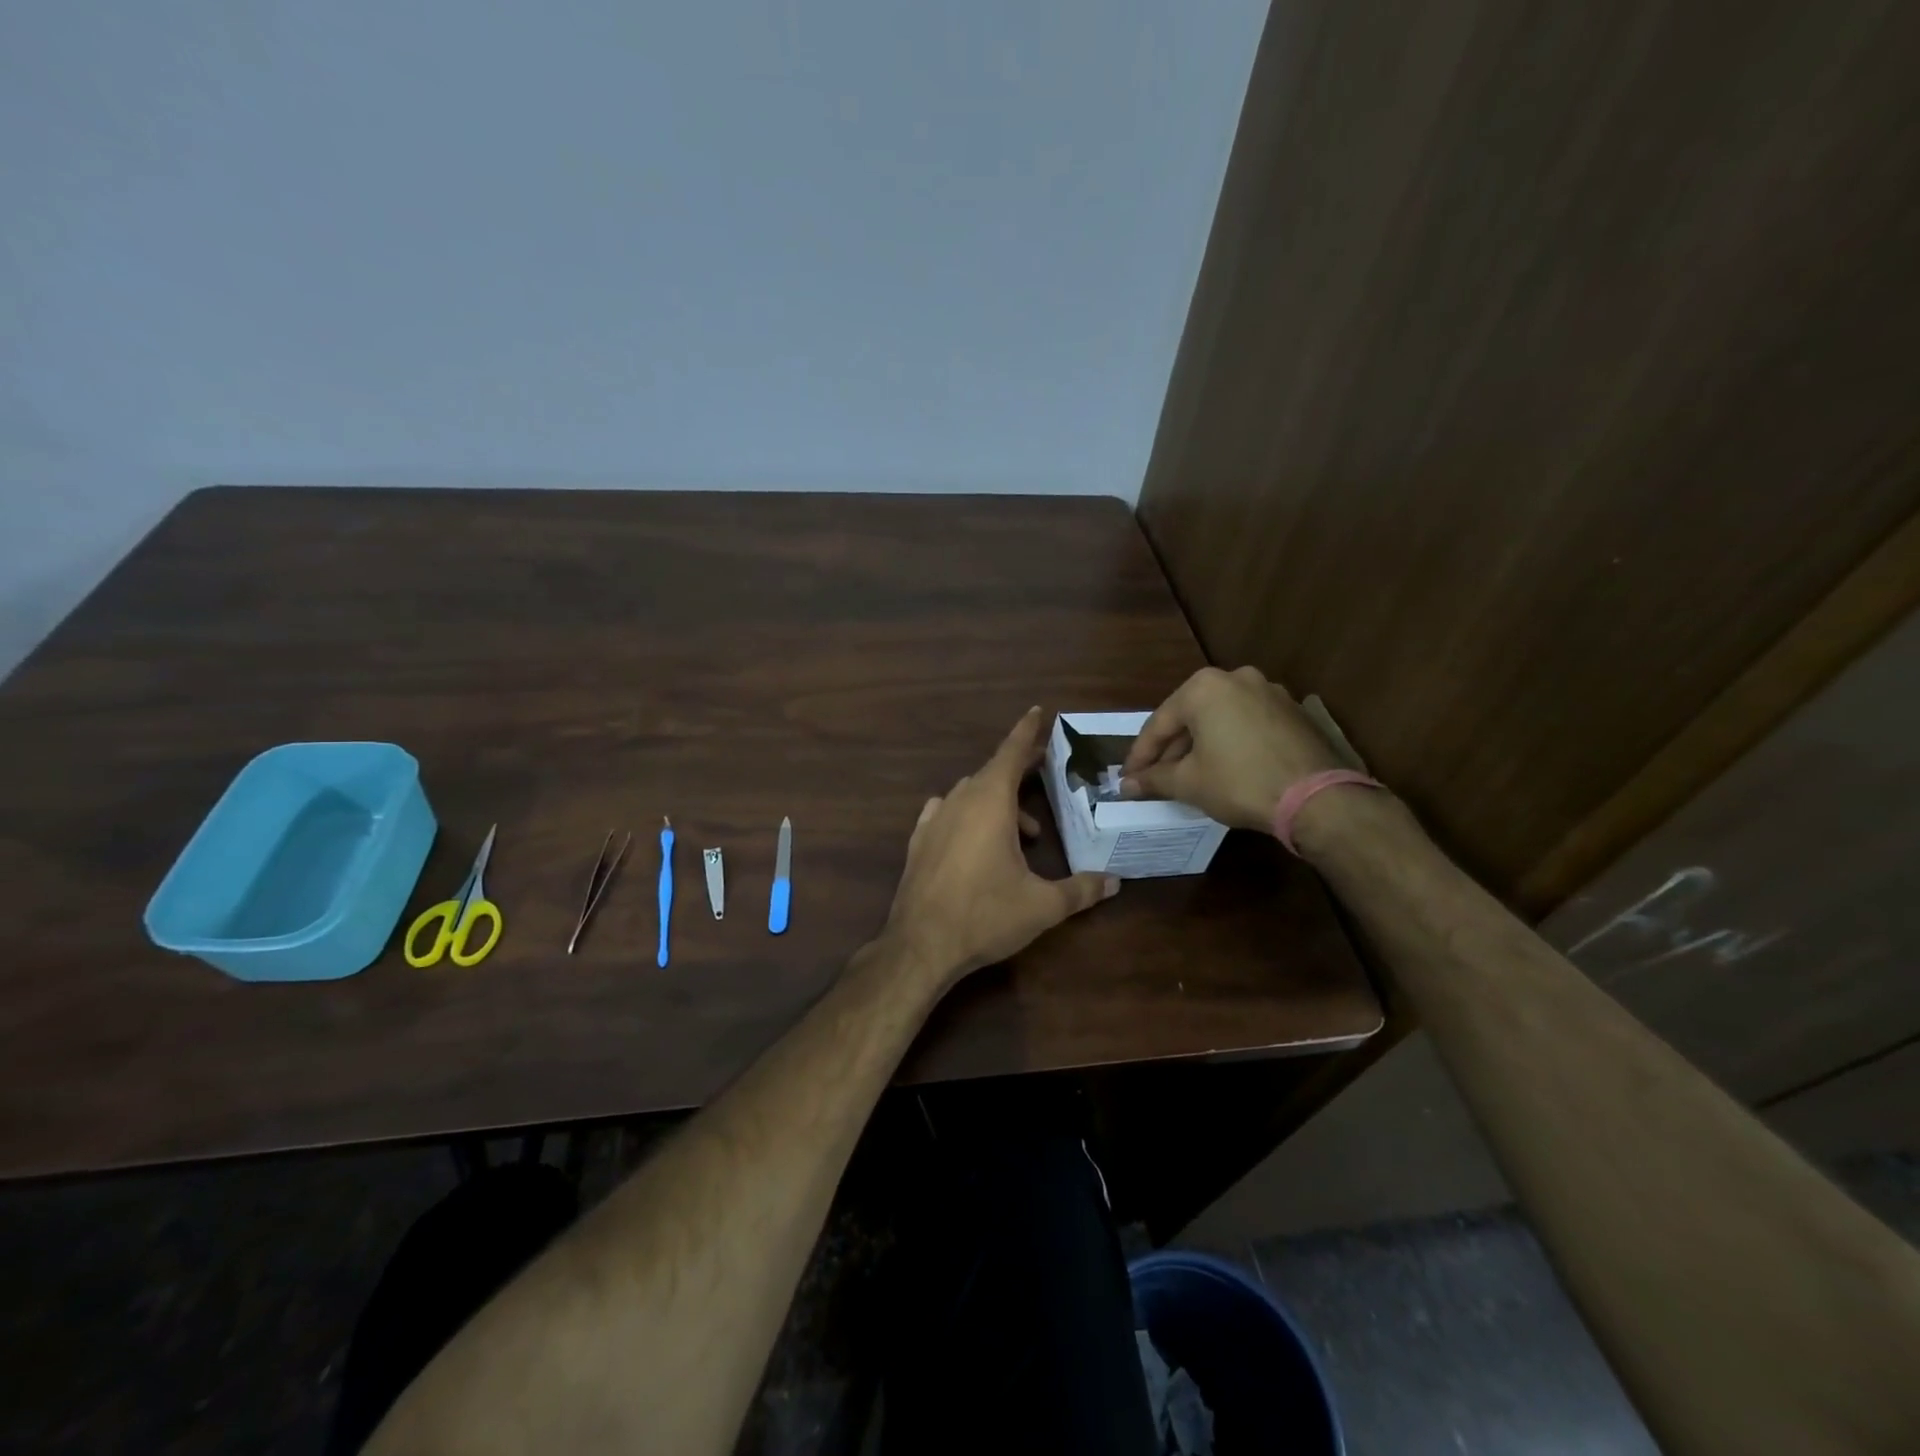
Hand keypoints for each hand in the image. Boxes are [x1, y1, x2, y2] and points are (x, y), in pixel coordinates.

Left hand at [882, 708, 1118, 987]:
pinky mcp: (918, 841)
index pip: (1011, 753)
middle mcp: (960, 801)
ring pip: (970, 793)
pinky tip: (975, 836)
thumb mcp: (1042, 905)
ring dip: (998, 801)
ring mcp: (934, 820)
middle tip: (1045, 774)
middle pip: (993, 772)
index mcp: (990, 802)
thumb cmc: (985, 916)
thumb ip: (1081, 889)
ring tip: (1024, 832)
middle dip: (1020, 770)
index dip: (1027, 732)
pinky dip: (967, 814)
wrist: (920, 945)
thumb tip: (1115, 882)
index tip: (1039, 711)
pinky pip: (947, 812)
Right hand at [1121, 666, 1346, 832]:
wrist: (1316, 798)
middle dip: (1170, 750)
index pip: (1159, 724)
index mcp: (1203, 687)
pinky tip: (1223, 768)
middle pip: (1190, 717)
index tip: (1128, 779)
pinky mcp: (1292, 711)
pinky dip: (1229, 743)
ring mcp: (1269, 691)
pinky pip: (1246, 724)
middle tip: (1154, 778)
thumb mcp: (1189, 783)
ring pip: (1219, 719)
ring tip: (1187, 776)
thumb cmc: (1239, 783)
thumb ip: (1154, 779)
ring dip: (1200, 746)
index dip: (1139, 756)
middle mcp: (1236, 678)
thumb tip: (1126, 786)